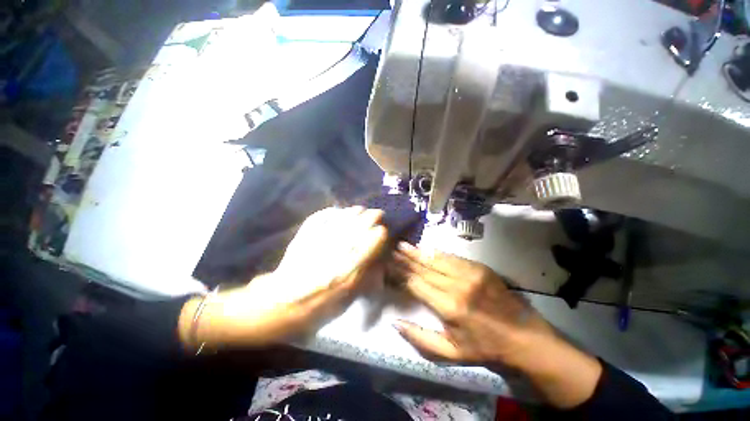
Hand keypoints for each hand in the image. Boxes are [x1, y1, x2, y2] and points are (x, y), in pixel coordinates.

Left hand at [179, 206, 387, 348]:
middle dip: (369, 219)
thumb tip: (374, 261)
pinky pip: (317, 222)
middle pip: (356, 230)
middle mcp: (334, 256)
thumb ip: (361, 280)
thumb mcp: (344, 303)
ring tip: (359, 209)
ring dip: (352, 214)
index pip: (368, 247)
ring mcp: (317, 245)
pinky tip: (335, 210)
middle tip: (377, 213)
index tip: (383, 230)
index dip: (377, 236)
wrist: (277, 306)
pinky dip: (328, 214)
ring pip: (339, 223)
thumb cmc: (314, 309)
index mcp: (346, 274)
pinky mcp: (302, 240)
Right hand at [387, 242, 553, 366]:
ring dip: (418, 252)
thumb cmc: (485, 347)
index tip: (389, 265)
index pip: (417, 284)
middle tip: (392, 250)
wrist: (524, 337)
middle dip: (406, 259)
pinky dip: (436, 253)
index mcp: (449, 307)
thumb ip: (420, 338)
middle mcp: (457, 286)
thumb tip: (395, 323)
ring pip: (436, 259)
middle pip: (425, 268)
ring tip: (403, 245)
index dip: (401, 274)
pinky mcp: (479, 267)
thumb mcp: (451, 353)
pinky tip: (425, 248)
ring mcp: (470, 273)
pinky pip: (452, 257)